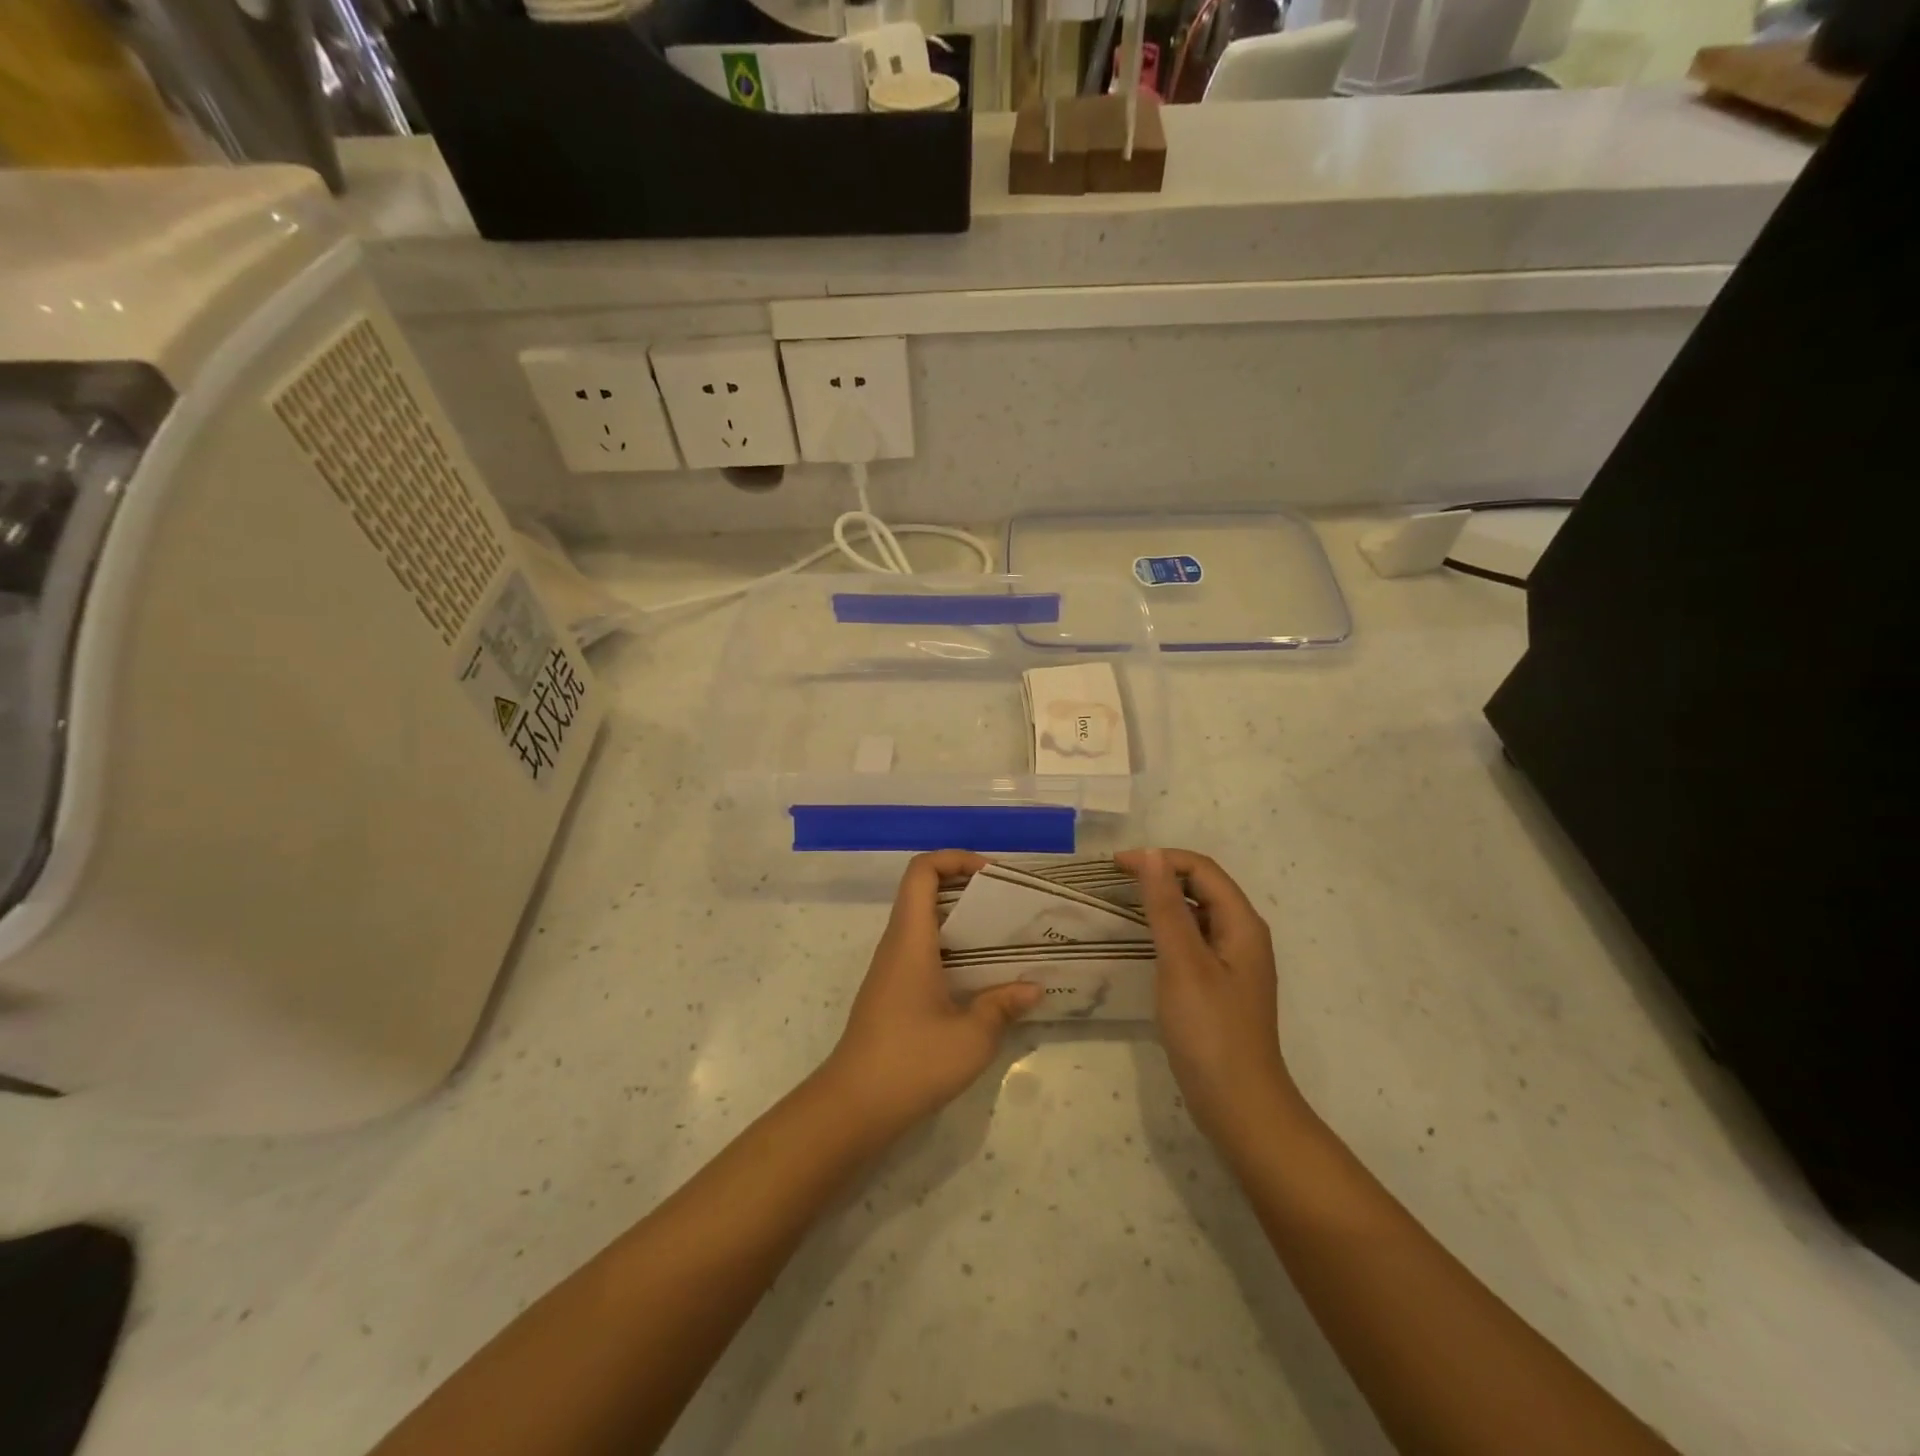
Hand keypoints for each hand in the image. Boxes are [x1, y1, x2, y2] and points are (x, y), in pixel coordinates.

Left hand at [816, 851, 1042, 1144]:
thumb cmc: (912, 1062)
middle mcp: (896, 945)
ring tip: (1001, 937)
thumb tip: (1033, 988)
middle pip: (923, 892)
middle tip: (1006, 904)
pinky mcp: (890, 993)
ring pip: (922, 923)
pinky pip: (921, 951)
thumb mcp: (971, 1037)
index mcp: (911, 939)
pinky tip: (979, 977)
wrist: (853, 1107)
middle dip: (965, 888)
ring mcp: (890, 969)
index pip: (922, 871)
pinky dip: (951, 949)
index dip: (954, 858)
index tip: (991, 873)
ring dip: (959, 920)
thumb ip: (1002, 1006)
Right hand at [1115, 848, 1305, 1149]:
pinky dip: (1167, 929)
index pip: (1201, 869)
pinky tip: (1142, 941)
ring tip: (1122, 903)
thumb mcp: (1183, 963)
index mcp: (1242, 924)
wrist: (1239, 1106)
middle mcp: (1242, 936)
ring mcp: (1232, 962)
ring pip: (1196, 914)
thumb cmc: (1210, 1031)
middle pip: (1202, 887)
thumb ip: (1167, 908)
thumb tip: (1152, 856)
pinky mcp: (1219, 985)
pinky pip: (1192, 940)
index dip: (1159, 859)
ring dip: (1162, 901)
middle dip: (1160, 875)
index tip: (1115, 866)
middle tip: (1114, 881)